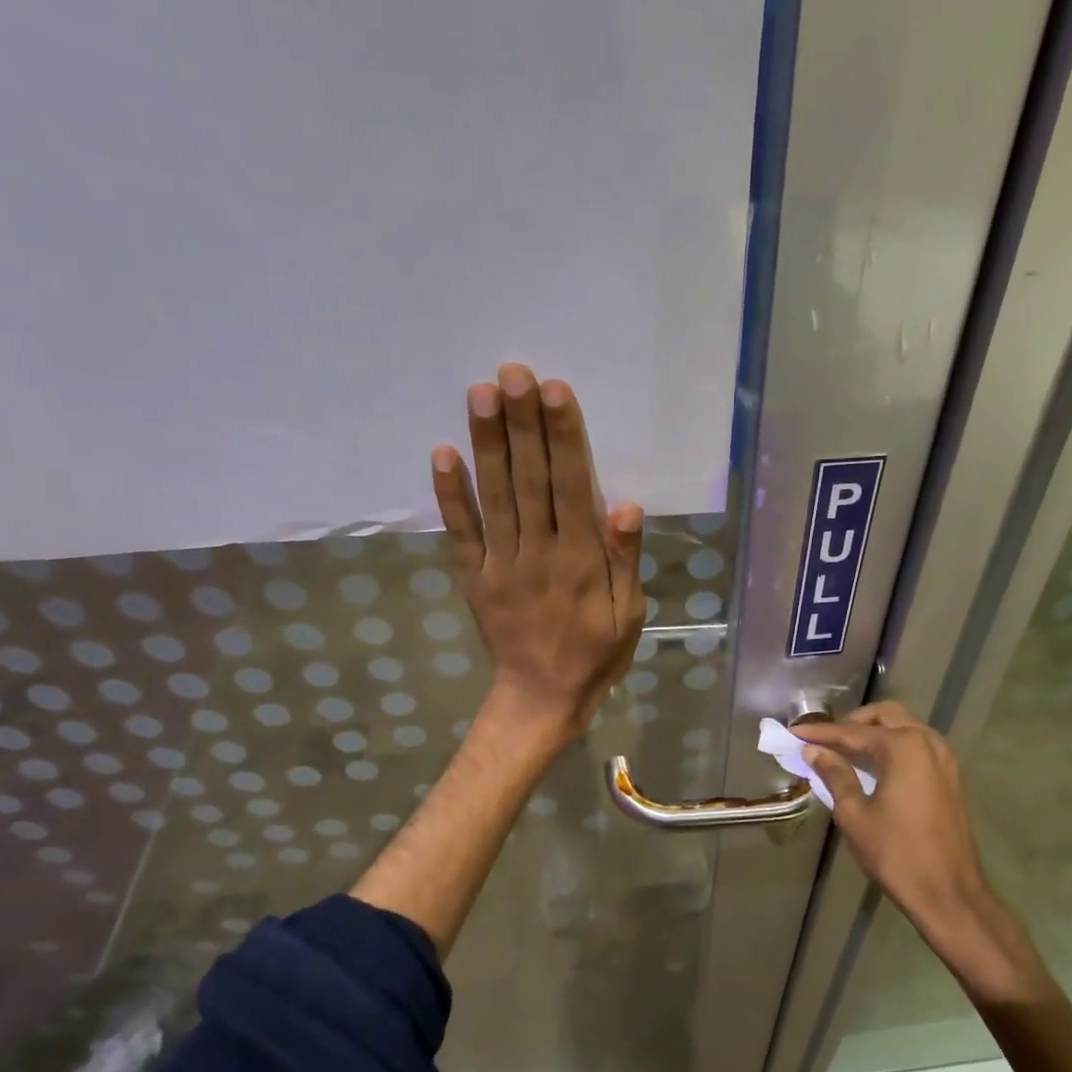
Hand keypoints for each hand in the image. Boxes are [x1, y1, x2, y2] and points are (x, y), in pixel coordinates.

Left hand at [431, 364, 645, 745]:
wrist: (542, 698)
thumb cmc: (595, 654)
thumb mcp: (629, 614)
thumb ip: (624, 560)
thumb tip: (626, 505)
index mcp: (580, 559)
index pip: (571, 487)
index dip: (563, 437)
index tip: (554, 391)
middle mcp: (538, 552)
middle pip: (529, 480)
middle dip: (521, 425)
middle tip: (511, 372)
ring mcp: (501, 564)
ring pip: (494, 496)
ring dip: (486, 444)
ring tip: (480, 394)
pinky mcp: (474, 577)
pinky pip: (461, 532)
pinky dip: (451, 494)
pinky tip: (443, 453)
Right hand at [795, 703, 1051, 1000]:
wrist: (949, 894)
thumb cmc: (896, 854)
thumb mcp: (855, 814)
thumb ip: (835, 775)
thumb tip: (815, 751)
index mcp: (902, 746)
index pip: (852, 732)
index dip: (820, 733)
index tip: (793, 733)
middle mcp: (926, 741)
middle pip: (884, 716)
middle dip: (852, 723)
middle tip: (824, 740)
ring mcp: (943, 758)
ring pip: (903, 726)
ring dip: (874, 732)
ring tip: (844, 752)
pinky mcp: (949, 776)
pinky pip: (916, 745)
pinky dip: (892, 746)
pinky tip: (872, 766)